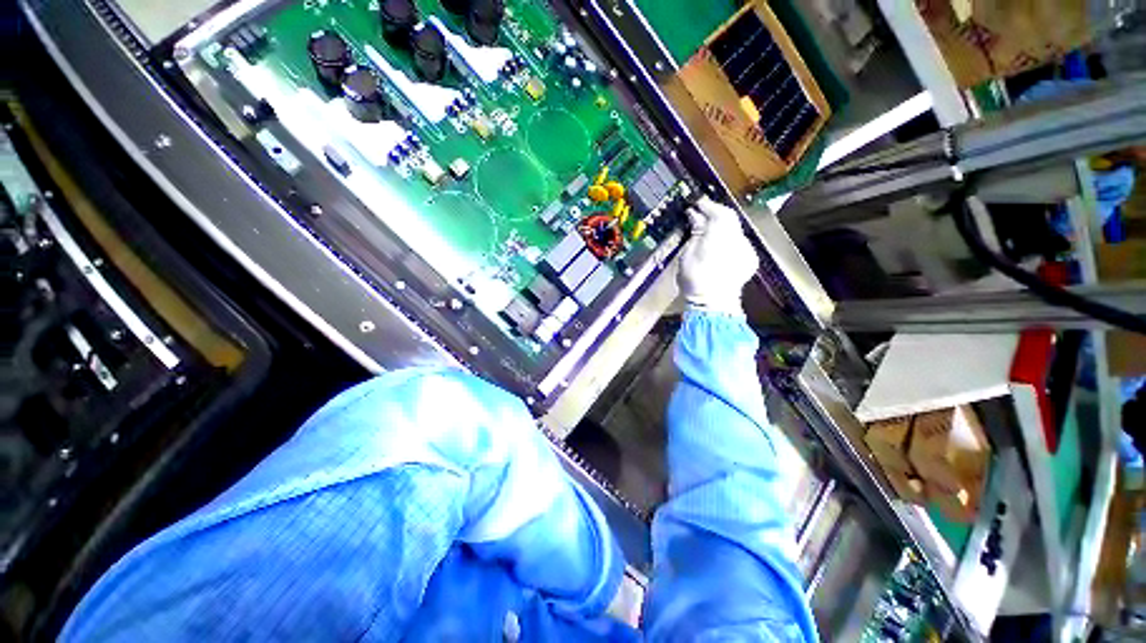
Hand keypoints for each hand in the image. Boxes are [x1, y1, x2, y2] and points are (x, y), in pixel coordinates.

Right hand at [677, 196, 758, 314]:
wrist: (712, 304)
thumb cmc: (695, 280)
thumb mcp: (687, 254)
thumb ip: (695, 231)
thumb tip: (695, 214)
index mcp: (720, 234)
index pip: (717, 211)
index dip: (707, 205)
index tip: (695, 203)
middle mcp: (738, 238)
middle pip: (729, 218)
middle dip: (714, 215)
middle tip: (699, 216)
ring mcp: (747, 249)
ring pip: (735, 230)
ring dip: (722, 228)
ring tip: (708, 233)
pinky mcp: (750, 260)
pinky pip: (739, 243)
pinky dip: (729, 242)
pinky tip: (719, 249)